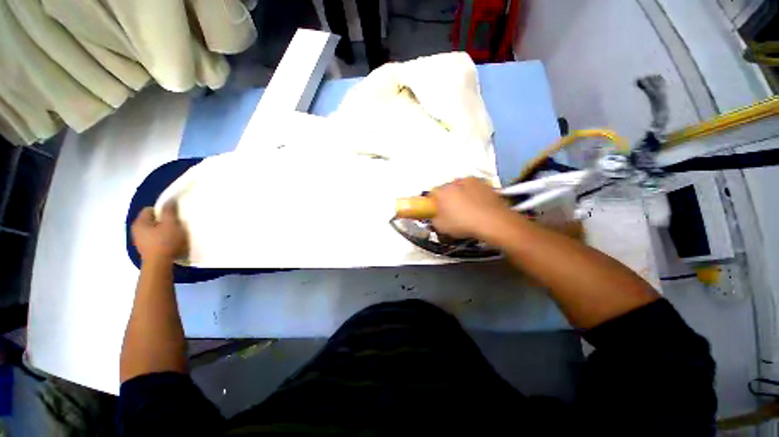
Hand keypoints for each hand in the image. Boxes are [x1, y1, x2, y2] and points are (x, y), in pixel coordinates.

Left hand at [132, 202, 188, 264]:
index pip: (150, 209)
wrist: (159, 264)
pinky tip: (169, 243)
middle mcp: (136, 230)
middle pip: (151, 220)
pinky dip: (161, 239)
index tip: (173, 216)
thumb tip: (169, 200)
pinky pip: (153, 239)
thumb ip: (169, 211)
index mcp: (140, 222)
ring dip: (162, 231)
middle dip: (163, 221)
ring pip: (152, 230)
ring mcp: (139, 241)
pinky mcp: (145, 249)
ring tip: (174, 235)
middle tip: (175, 225)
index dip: (162, 210)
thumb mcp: (171, 224)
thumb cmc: (165, 241)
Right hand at [430, 177, 515, 239]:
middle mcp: (455, 182)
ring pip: (462, 188)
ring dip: (461, 196)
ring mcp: (472, 182)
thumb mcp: (441, 227)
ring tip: (467, 211)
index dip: (433, 204)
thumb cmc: (463, 223)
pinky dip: (475, 196)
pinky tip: (478, 208)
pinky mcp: (486, 185)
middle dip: (447, 199)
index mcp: (442, 191)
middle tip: (451, 213)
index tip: (436, 212)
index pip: (432, 195)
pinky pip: (475, 190)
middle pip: (447, 190)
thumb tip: (435, 217)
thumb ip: (434, 220)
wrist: (492, 222)